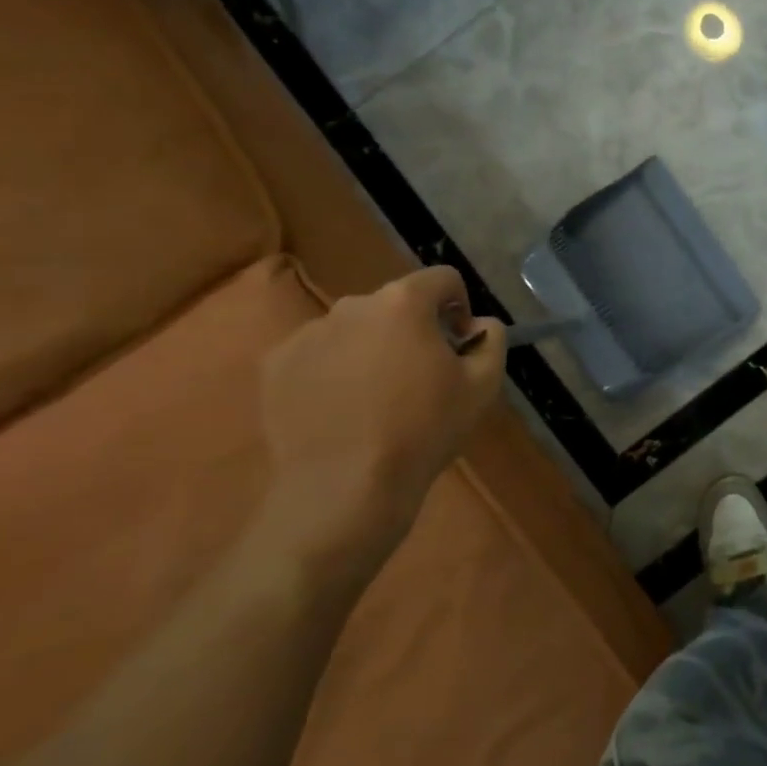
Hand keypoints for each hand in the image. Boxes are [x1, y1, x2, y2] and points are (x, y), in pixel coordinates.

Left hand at [253, 267, 505, 593]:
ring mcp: (307, 334)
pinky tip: (342, 410)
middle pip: (394, 303)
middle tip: (421, 375)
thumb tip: (480, 324)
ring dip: (372, 348)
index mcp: (403, 303)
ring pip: (354, 328)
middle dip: (413, 328)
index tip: (459, 343)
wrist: (345, 487)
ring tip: (377, 397)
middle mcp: (352, 305)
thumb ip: (492, 340)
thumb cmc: (425, 430)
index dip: (459, 305)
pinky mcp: (275, 366)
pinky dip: (333, 370)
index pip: (442, 278)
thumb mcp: (483, 386)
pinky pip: (317, 354)